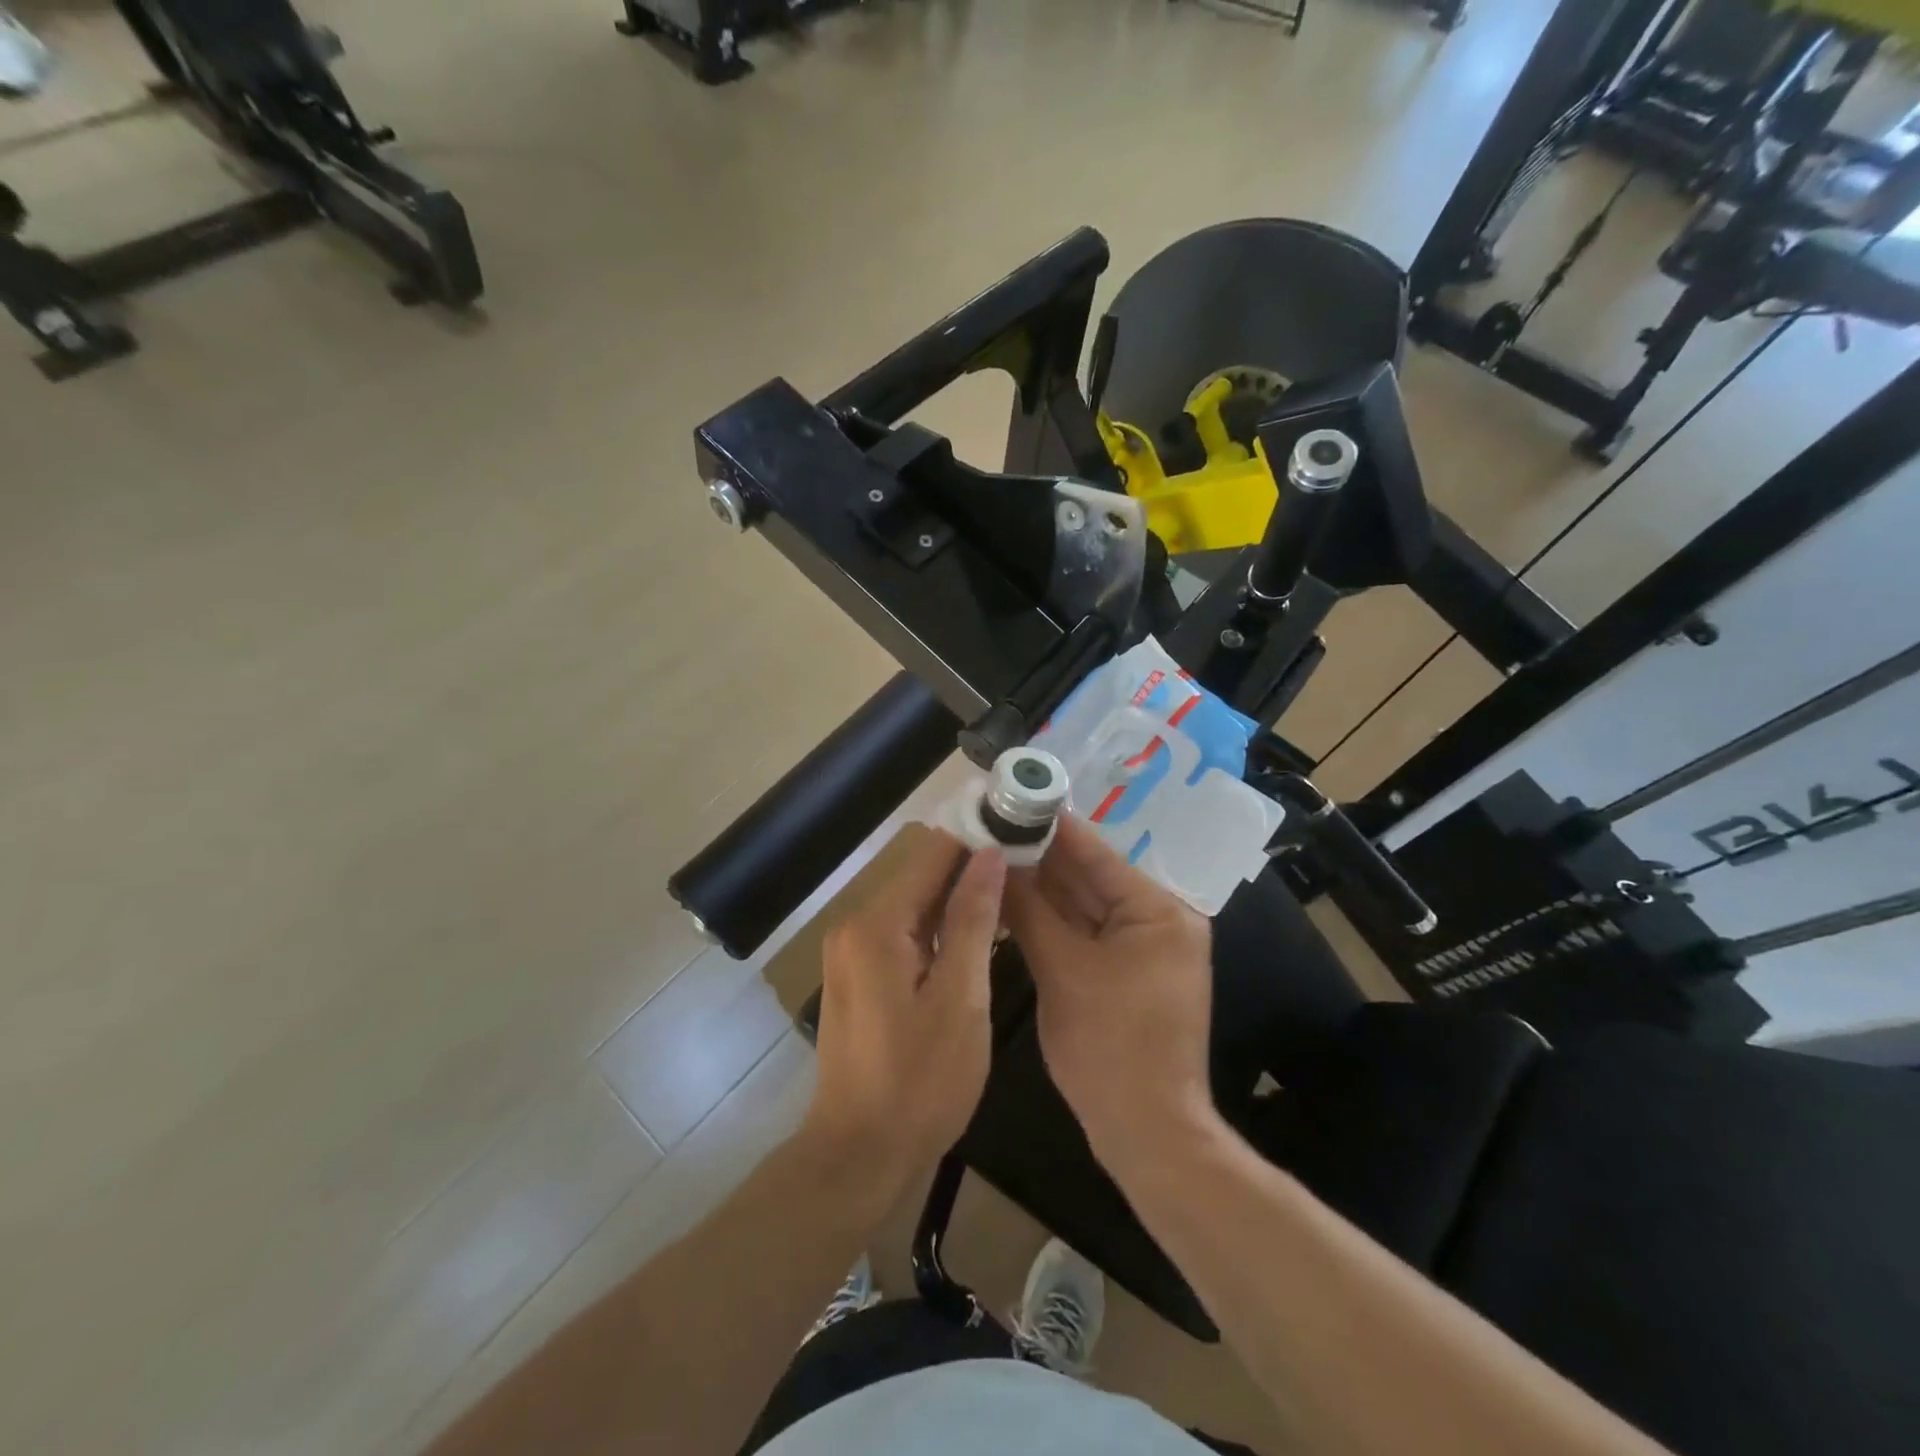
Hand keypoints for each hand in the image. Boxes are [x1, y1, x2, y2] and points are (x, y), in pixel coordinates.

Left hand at [804, 830, 1006, 1206]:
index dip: (978, 840)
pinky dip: (940, 932)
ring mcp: (852, 952)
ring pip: (915, 907)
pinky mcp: (858, 976)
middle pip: (922, 878)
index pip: (932, 854)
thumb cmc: (919, 1082)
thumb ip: (973, 920)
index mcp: (877, 924)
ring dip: (959, 903)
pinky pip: (904, 936)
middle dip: (972, 872)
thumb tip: (990, 855)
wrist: (860, 1156)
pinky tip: (977, 939)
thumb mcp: (960, 999)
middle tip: (1029, 872)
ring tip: (1014, 899)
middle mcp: (856, 925)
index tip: (1022, 835)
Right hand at [1003, 817, 1215, 1170]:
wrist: (1147, 1135)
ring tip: (991, 855)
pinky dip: (1051, 921)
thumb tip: (994, 860)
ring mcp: (1143, 948)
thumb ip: (1028, 910)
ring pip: (1082, 906)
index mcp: (1157, 910)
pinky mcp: (1126, 973)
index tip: (1008, 799)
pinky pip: (1084, 934)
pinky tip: (1011, 901)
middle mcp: (1157, 919)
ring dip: (1041, 887)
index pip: (1094, 853)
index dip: (1048, 826)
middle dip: (1039, 856)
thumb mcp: (1063, 971)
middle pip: (1088, 876)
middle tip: (989, 827)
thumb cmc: (1110, 1048)